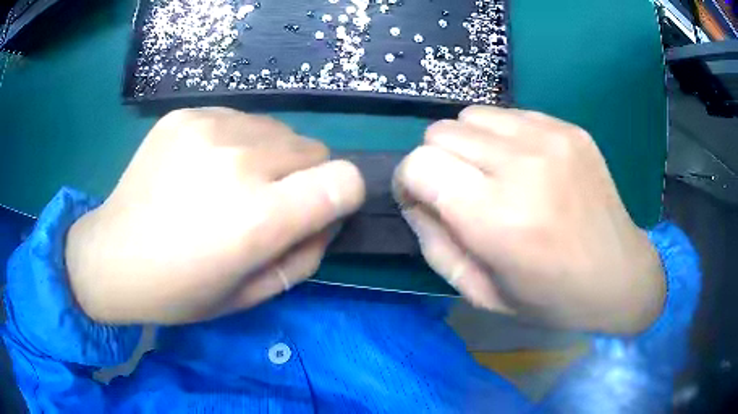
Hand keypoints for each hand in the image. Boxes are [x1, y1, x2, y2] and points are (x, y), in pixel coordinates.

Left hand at [65, 108, 364, 323]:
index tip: (318, 210)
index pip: (344, 180)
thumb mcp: (250, 294)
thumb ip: (304, 256)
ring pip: (279, 130)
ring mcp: (208, 129)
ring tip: (230, 183)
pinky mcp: (186, 115)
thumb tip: (328, 216)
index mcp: (257, 219)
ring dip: (271, 157)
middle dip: (304, 178)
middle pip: (314, 149)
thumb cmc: (179, 290)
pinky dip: (237, 142)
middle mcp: (238, 162)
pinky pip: (241, 119)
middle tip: (264, 204)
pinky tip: (203, 167)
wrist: (111, 256)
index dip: (342, 195)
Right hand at [394, 106, 664, 333]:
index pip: (420, 164)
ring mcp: (551, 138)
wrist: (618, 274)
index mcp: (498, 219)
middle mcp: (523, 166)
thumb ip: (435, 244)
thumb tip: (415, 199)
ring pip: (471, 116)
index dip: (410, 181)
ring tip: (492, 174)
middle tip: (460, 191)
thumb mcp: (480, 292)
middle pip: (440, 132)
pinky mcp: (569, 128)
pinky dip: (501, 137)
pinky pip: (509, 115)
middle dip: (436, 162)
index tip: (423, 199)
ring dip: (468, 145)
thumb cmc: (550, 297)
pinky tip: (524, 165)